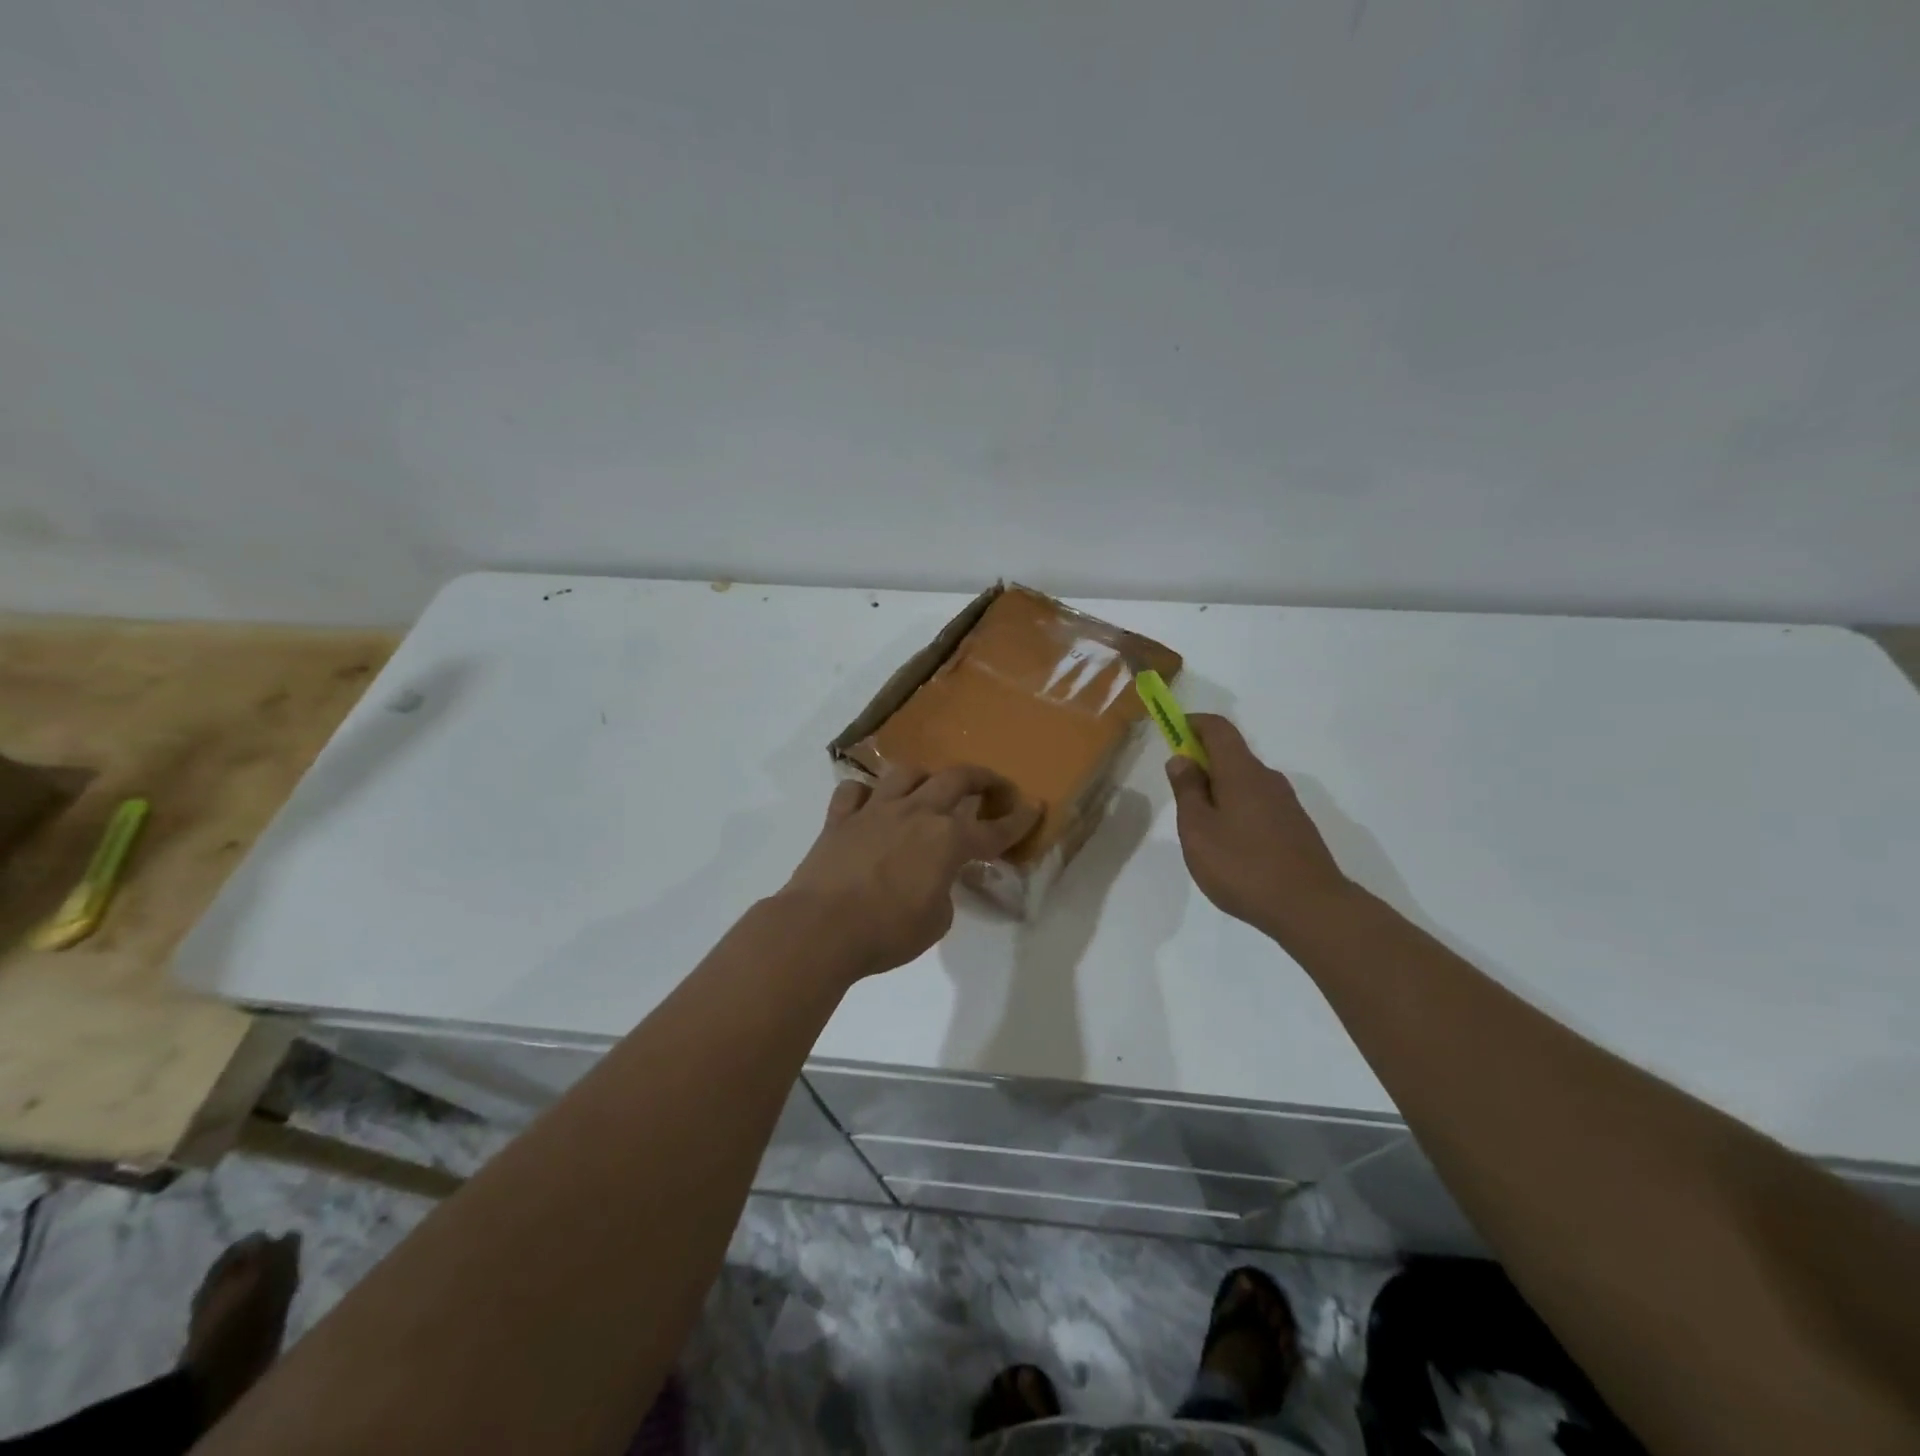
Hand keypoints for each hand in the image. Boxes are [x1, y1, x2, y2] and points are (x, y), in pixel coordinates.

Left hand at [779, 766, 1041, 978]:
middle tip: (993, 785)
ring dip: (925, 776)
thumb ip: (943, 892)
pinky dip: (865, 793)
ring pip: (906, 773)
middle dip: (982, 778)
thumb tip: (933, 880)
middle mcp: (916, 814)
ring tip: (929, 787)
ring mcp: (875, 811)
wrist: (821, 929)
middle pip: (956, 779)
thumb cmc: (887, 932)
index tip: (1034, 807)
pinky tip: (870, 804)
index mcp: (948, 841)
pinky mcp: (840, 819)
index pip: (994, 829)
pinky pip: (854, 791)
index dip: (1018, 820)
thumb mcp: (935, 922)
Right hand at [1165, 714, 1353, 944]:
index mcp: (1241, 772)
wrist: (1310, 908)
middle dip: (1201, 764)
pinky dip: (1236, 811)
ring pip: (1244, 783)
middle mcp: (1268, 779)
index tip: (1171, 732)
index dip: (1192, 723)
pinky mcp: (1295, 828)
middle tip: (1179, 797)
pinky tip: (1230, 849)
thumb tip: (1181, 759)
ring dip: (1218, 792)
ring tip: (1202, 832)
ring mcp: (1286, 804)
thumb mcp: (1198, 830)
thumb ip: (1187, 791)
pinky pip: (1257, 805)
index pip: (1218, 728)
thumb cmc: (1243, 866)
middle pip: (1231, 755)